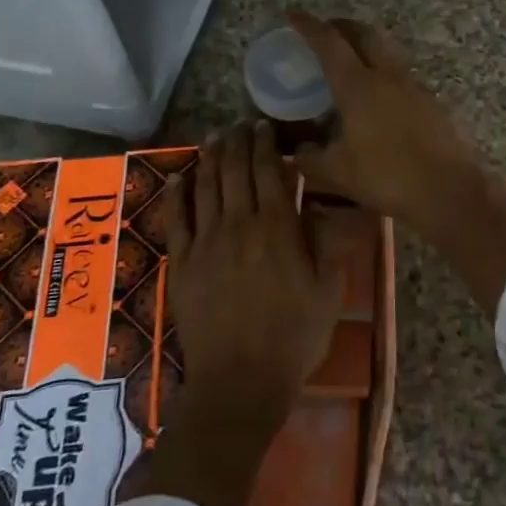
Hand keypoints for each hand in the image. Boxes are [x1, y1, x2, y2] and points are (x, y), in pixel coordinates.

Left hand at [144, 122, 341, 505]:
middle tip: (240, 125)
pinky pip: (177, 217)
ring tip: (216, 137)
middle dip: (238, 141)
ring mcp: (206, 241)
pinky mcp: (183, 262)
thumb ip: (324, 242)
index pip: (269, 170)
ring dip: (211, 156)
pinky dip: (179, 191)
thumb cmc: (295, 336)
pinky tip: (181, 175)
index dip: (266, 143)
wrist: (242, 379)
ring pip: (206, 185)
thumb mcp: (328, 289)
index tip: (265, 126)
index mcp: (278, 227)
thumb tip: (316, 206)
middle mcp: (239, 224)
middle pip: (234, 169)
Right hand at [287, 12, 505, 312]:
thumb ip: (310, 158)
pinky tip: (377, 94)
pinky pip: (400, 73)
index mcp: (358, 86)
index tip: (293, 15)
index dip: (309, 26)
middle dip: (341, 26)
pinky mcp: (430, 101)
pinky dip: (382, 69)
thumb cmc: (387, 178)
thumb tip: (298, 150)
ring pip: (386, 50)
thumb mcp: (337, 172)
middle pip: (363, 34)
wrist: (449, 190)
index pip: (329, 43)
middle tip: (324, 31)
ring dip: (365, 45)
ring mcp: (413, 86)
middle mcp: (387, 76)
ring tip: (348, 59)